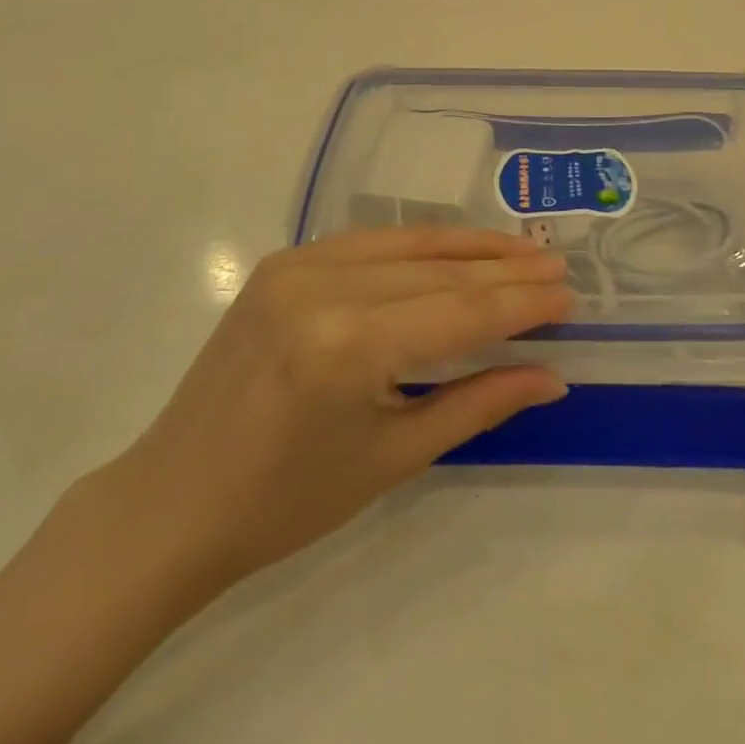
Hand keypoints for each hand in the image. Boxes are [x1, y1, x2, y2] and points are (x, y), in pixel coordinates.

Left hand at [104, 229, 572, 610]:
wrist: (174, 501)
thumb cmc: (287, 500)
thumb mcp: (395, 456)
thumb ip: (479, 403)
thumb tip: (552, 376)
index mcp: (347, 346)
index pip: (459, 311)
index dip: (521, 303)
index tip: (570, 295)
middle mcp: (322, 286)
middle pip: (438, 271)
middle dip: (505, 270)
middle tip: (557, 265)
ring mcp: (296, 265)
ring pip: (407, 243)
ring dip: (468, 246)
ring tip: (522, 248)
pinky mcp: (282, 261)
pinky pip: (369, 242)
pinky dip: (419, 245)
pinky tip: (456, 249)